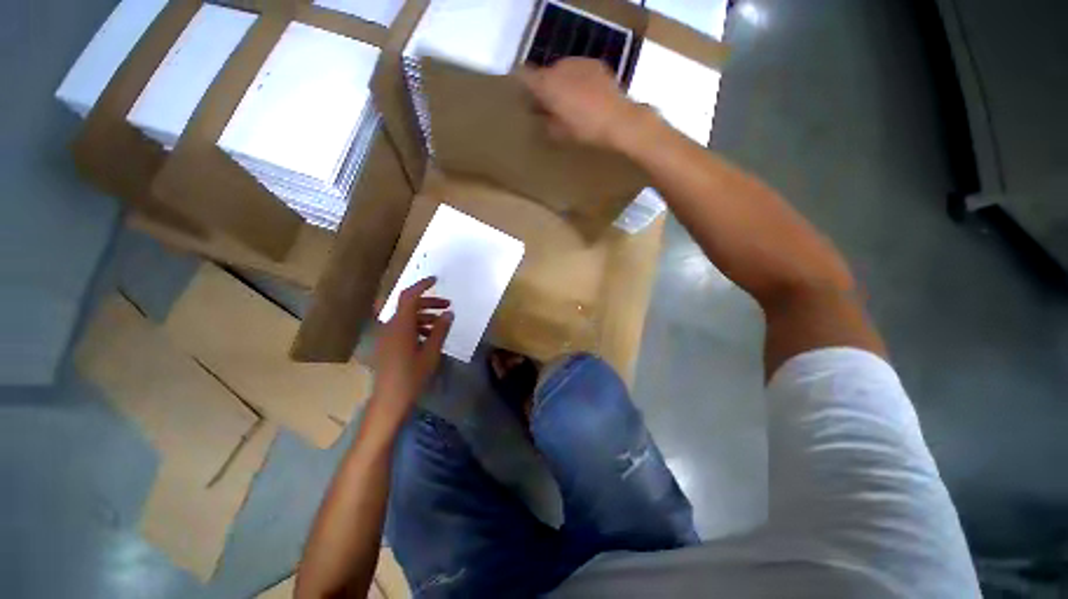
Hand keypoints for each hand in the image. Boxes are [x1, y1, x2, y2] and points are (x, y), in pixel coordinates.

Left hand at [369, 277, 452, 427]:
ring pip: (406, 318)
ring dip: (424, 316)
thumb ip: (440, 330)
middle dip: (428, 303)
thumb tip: (449, 313)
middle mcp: (390, 327)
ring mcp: (386, 337)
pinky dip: (417, 326)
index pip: (408, 297)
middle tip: (447, 305)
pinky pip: (402, 328)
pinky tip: (429, 337)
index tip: (435, 280)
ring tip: (441, 323)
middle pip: (408, 306)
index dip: (421, 285)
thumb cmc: (412, 377)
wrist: (389, 401)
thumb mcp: (431, 353)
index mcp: (400, 326)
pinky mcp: (387, 346)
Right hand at [520, 58, 648, 149]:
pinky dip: (577, 79)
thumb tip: (541, 115)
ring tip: (570, 101)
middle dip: (545, 87)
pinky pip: (578, 69)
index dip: (522, 85)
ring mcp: (579, 62)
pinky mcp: (595, 64)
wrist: (619, 120)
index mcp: (548, 84)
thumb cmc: (585, 130)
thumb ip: (546, 121)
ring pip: (562, 70)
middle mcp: (560, 67)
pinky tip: (586, 95)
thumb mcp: (560, 133)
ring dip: (561, 82)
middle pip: (544, 73)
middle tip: (550, 106)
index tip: (525, 99)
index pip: (524, 75)